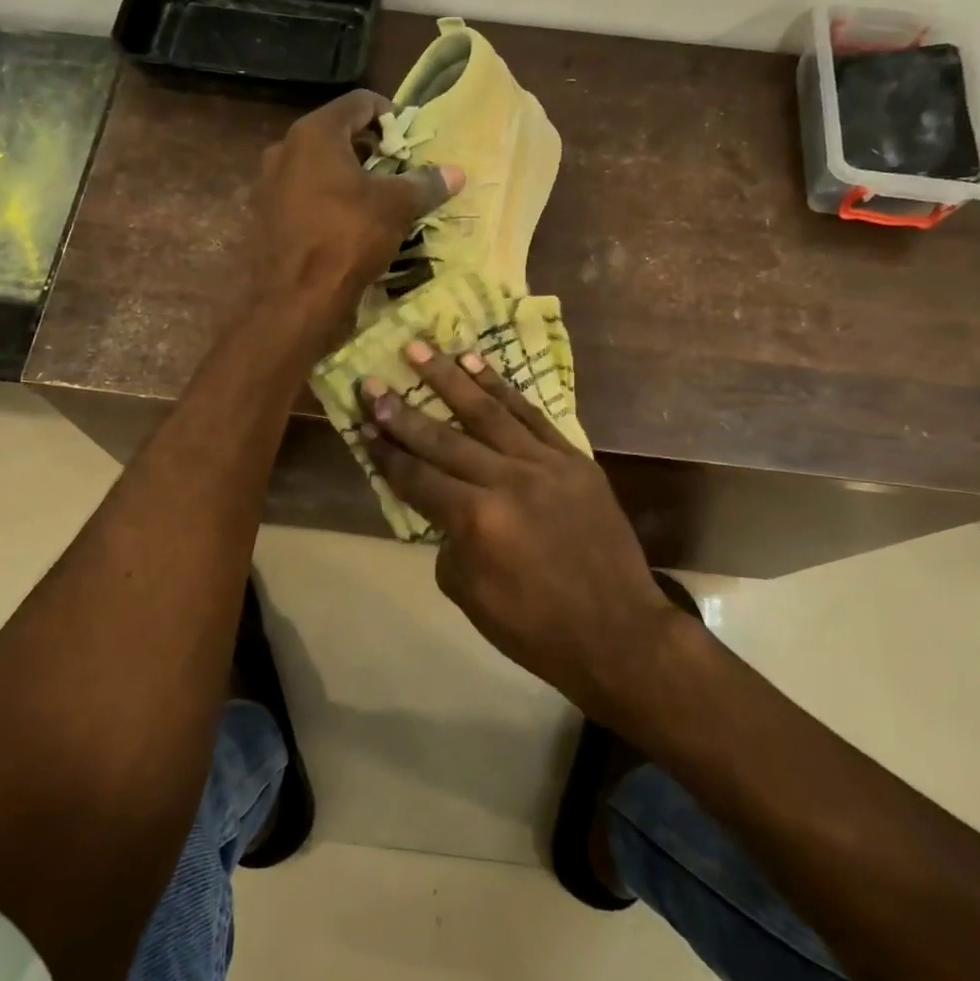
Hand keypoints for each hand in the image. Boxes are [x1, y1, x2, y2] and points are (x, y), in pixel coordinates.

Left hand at [243, 91, 462, 345]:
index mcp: (314, 134)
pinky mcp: (266, 218)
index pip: (359, 102)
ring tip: (377, 202)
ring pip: (318, 169)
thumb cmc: (346, 239)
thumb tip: (456, 172)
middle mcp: (285, 150)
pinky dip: (328, 203)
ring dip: (348, 178)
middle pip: (336, 135)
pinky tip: (348, 227)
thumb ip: (424, 184)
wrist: (292, 301)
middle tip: (399, 171)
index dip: (390, 115)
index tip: (411, 140)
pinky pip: (304, 197)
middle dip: (370, 150)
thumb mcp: (395, 208)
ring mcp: (269, 186)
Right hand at [360, 343, 686, 719]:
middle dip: (402, 410)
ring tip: (421, 348)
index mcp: (476, 521)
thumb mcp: (470, 596)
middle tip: (373, 381)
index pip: (417, 477)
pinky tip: (477, 365)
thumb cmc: (536, 627)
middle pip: (443, 438)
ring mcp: (544, 464)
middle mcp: (506, 481)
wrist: (618, 632)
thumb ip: (449, 542)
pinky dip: (502, 388)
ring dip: (449, 378)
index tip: (361, 422)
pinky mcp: (574, 459)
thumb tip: (444, 508)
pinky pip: (531, 415)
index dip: (385, 452)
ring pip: (487, 412)